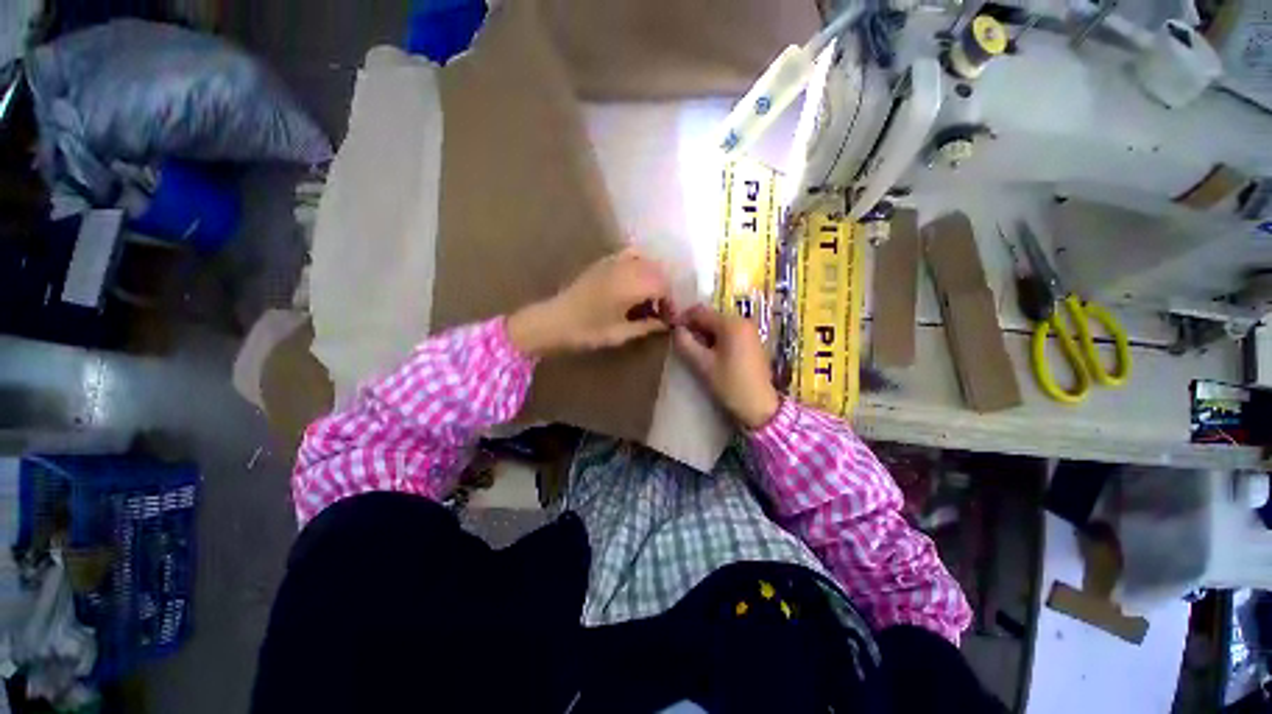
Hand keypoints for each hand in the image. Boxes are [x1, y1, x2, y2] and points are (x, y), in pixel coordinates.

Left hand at [508, 248, 671, 356]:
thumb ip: (646, 326)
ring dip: (654, 277)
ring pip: (647, 261)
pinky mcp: (604, 261)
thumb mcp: (620, 333)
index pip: (664, 287)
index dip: (671, 302)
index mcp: (632, 286)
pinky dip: (641, 263)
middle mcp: (627, 268)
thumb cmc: (587, 331)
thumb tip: (665, 324)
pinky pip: (631, 253)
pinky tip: (637, 278)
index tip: (669, 318)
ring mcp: (614, 261)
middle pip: (659, 271)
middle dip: (665, 290)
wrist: (554, 320)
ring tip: (650, 297)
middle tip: (661, 310)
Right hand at [673, 305, 779, 429]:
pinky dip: (717, 339)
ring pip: (720, 326)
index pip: (700, 312)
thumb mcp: (703, 364)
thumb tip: (676, 330)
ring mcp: (750, 331)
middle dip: (695, 328)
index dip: (683, 319)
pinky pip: (730, 333)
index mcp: (731, 323)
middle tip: (682, 343)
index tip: (671, 330)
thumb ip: (686, 344)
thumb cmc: (730, 384)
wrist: (760, 406)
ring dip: (705, 334)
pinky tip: (711, 354)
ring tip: (695, 351)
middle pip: (711, 317)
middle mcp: (743, 321)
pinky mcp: (753, 342)